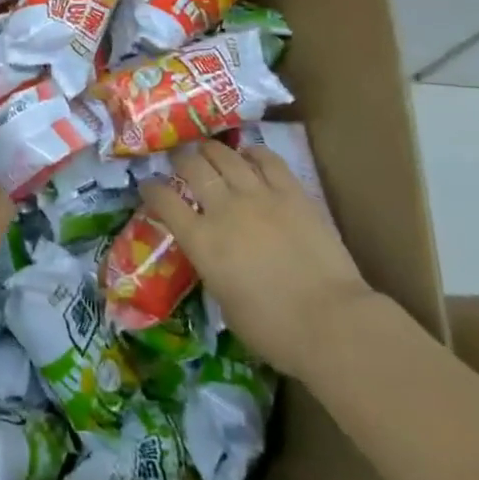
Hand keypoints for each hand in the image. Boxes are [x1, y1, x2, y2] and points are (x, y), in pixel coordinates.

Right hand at [142, 140, 375, 377]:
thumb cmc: (273, 329)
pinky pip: (267, 160)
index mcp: (202, 241)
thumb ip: (211, 267)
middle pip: (193, 167)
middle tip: (179, 159)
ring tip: (208, 150)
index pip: (164, 201)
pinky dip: (253, 153)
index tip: (147, 184)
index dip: (151, 188)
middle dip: (180, 159)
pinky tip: (249, 154)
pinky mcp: (292, 192)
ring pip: (226, 156)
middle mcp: (224, 209)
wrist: (330, 322)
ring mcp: (259, 195)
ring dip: (212, 150)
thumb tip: (211, 253)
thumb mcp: (224, 301)